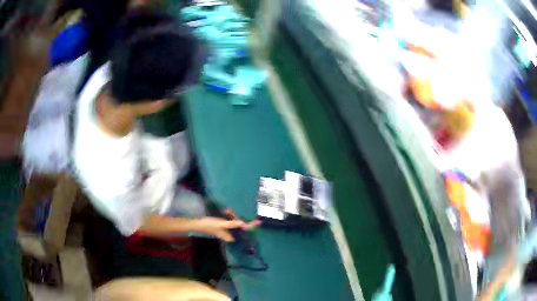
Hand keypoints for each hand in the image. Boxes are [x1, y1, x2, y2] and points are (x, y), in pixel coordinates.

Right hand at [196, 211, 260, 241]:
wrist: (197, 225)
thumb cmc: (209, 226)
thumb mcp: (221, 224)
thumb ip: (232, 224)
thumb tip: (243, 224)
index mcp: (232, 236)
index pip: (244, 231)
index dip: (251, 226)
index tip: (259, 222)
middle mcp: (231, 234)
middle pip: (240, 226)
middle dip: (237, 218)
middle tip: (230, 212)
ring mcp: (228, 231)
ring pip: (235, 222)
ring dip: (232, 216)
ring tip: (226, 211)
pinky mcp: (224, 227)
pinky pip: (230, 221)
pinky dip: (229, 216)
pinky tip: (225, 212)